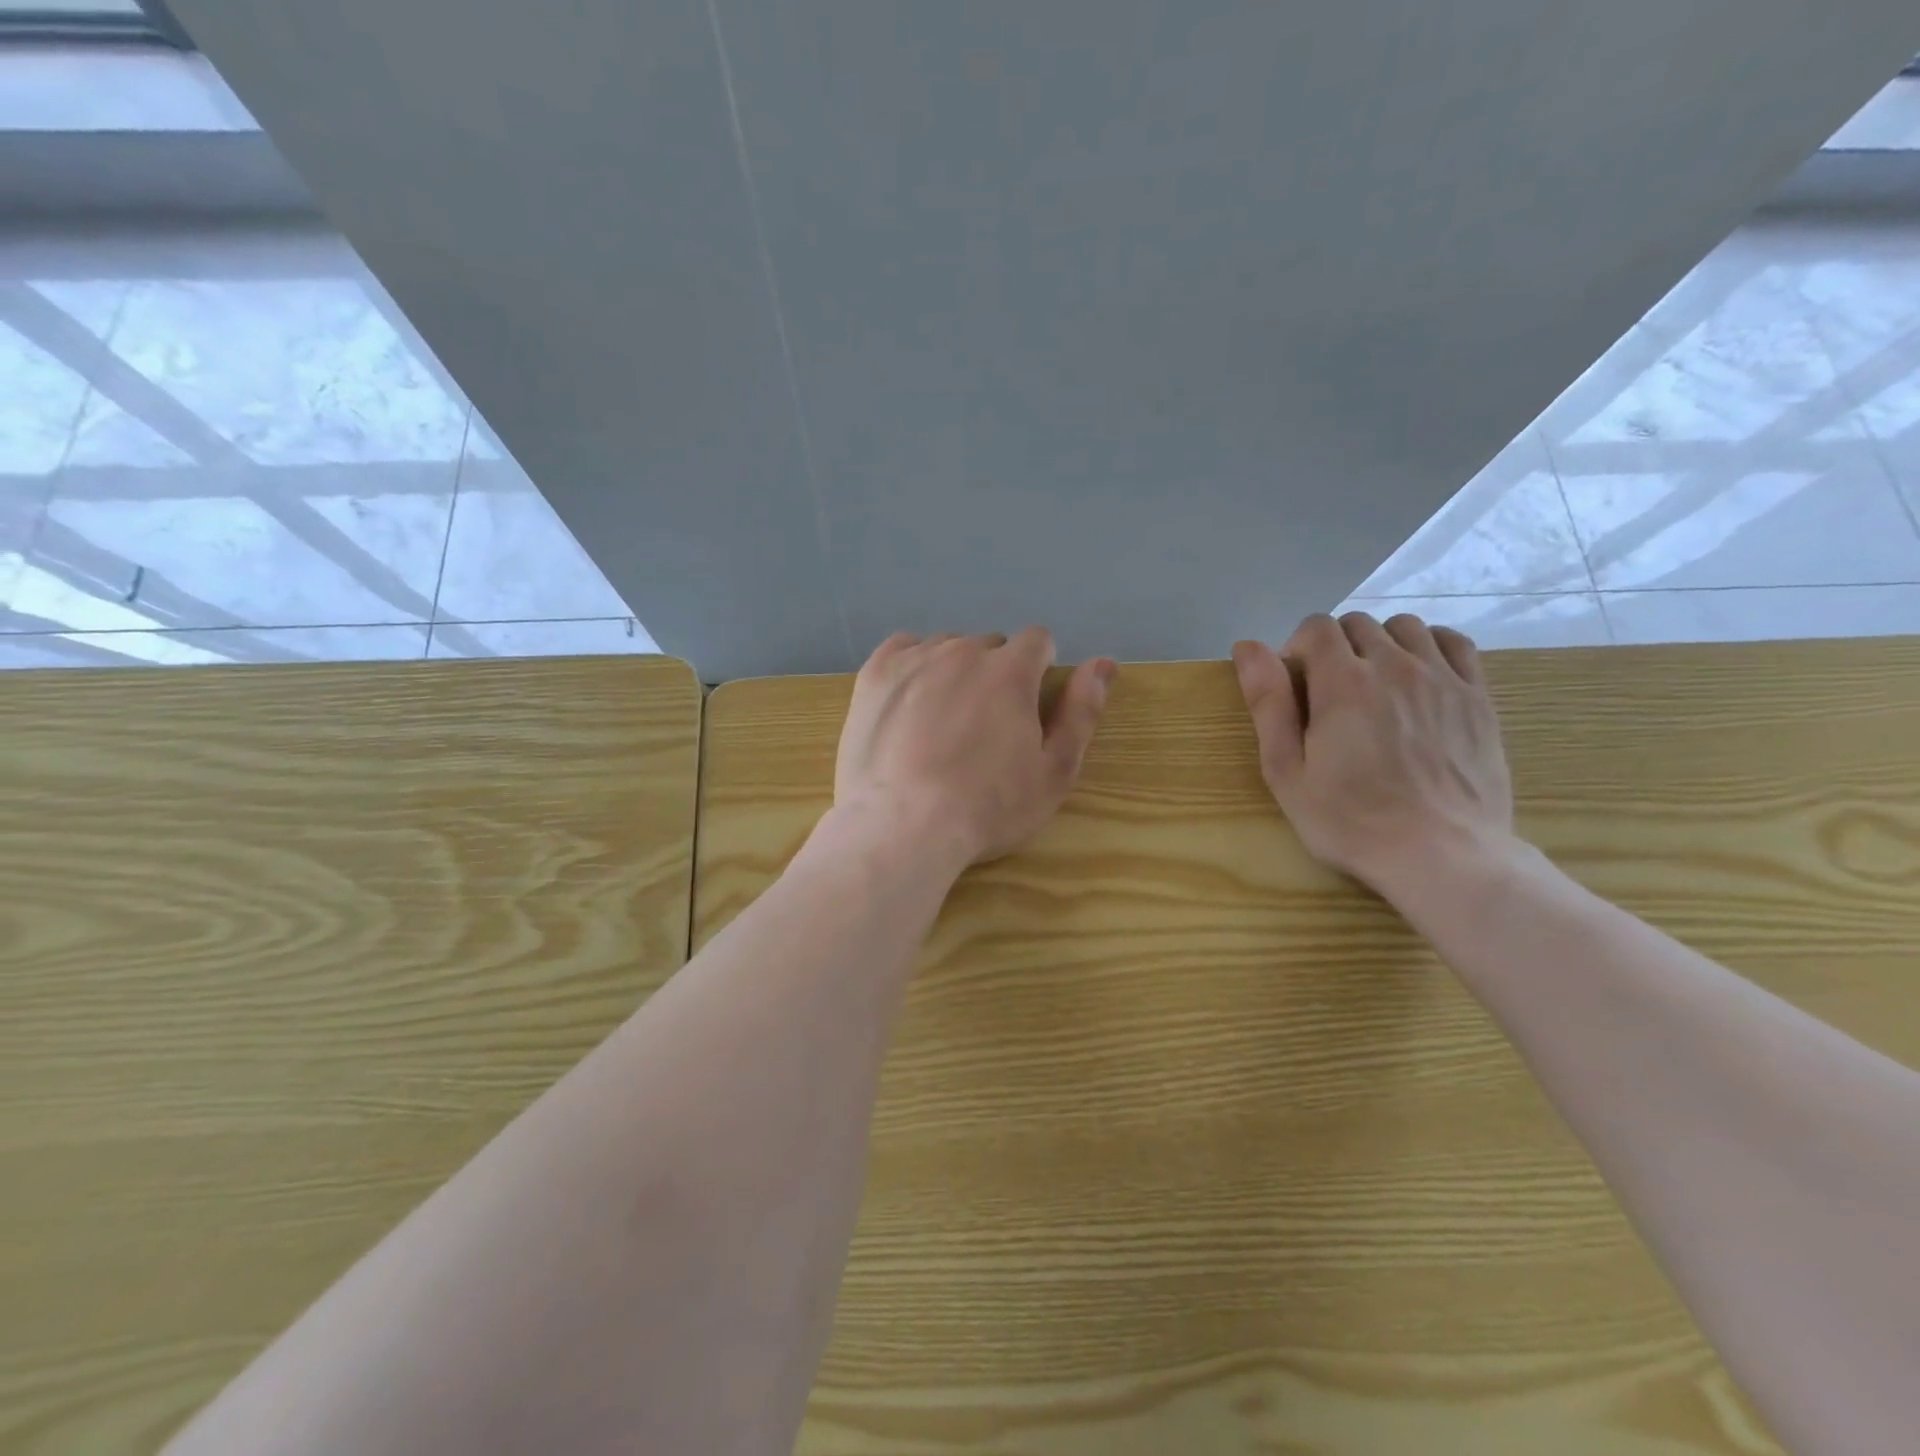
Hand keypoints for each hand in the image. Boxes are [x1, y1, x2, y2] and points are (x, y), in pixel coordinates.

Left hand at [834, 629, 1117, 868]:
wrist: (903, 827)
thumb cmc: (988, 807)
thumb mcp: (1054, 771)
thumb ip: (1082, 711)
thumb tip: (1104, 663)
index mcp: (1011, 670)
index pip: (1037, 640)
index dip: (1038, 669)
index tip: (1026, 706)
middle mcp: (964, 651)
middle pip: (990, 646)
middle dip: (995, 674)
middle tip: (982, 727)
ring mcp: (915, 658)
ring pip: (946, 648)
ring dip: (953, 671)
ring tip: (941, 722)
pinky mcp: (875, 673)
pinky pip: (904, 648)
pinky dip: (913, 667)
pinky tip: (909, 703)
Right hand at [1232, 612, 1515, 897]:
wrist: (1441, 854)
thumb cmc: (1349, 820)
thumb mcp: (1286, 771)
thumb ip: (1267, 703)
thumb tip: (1246, 647)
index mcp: (1343, 683)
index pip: (1315, 627)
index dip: (1297, 650)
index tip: (1296, 688)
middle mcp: (1394, 666)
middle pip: (1357, 624)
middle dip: (1335, 648)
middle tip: (1330, 694)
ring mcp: (1442, 678)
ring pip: (1404, 627)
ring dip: (1380, 644)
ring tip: (1374, 684)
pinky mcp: (1477, 696)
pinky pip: (1452, 643)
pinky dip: (1428, 646)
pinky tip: (1417, 675)